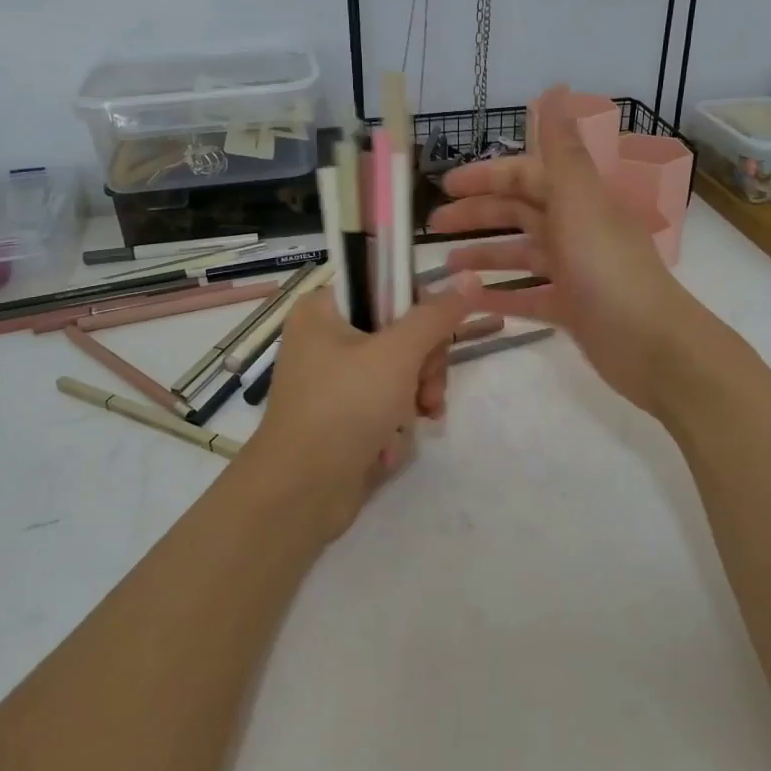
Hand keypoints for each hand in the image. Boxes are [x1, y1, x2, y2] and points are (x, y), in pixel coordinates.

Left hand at [243, 284, 471, 538]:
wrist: (300, 493)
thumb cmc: (345, 408)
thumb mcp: (397, 354)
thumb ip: (436, 316)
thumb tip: (470, 276)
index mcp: (324, 309)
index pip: (388, 288)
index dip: (420, 313)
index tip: (437, 340)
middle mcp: (324, 338)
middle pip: (399, 333)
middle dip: (423, 366)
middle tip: (426, 391)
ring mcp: (332, 380)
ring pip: (398, 371)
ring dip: (415, 397)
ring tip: (419, 420)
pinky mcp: (340, 416)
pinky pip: (383, 404)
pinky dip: (395, 422)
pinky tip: (393, 445)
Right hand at [429, 87, 708, 416]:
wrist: (652, 346)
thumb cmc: (609, 270)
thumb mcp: (580, 203)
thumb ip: (561, 151)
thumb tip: (555, 89)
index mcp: (579, 201)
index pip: (527, 176)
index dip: (488, 176)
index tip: (446, 184)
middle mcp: (577, 230)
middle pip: (520, 214)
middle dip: (478, 215)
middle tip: (434, 224)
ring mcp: (575, 272)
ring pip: (522, 255)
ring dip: (485, 256)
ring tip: (445, 267)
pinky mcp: (573, 310)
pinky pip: (528, 297)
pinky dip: (500, 296)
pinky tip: (469, 301)